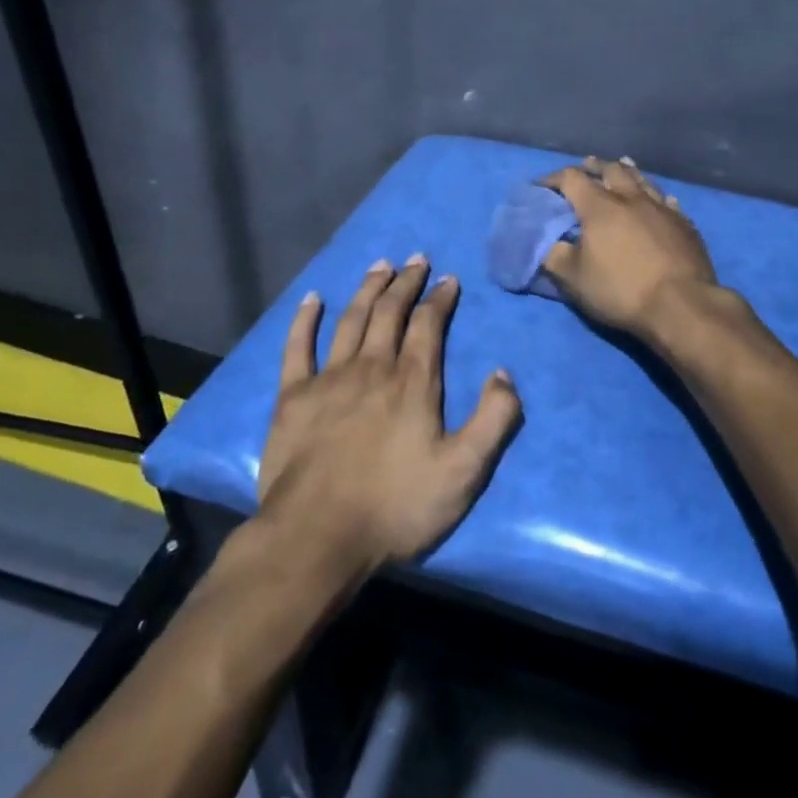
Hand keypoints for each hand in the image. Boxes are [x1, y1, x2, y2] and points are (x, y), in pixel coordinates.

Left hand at [256, 256, 522, 572]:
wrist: (317, 538)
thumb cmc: (395, 506)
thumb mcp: (463, 472)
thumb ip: (493, 419)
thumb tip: (504, 373)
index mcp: (413, 382)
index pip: (428, 324)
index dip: (440, 298)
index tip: (448, 279)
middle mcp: (372, 367)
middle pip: (390, 312)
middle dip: (405, 282)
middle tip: (415, 259)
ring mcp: (329, 379)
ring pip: (351, 319)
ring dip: (367, 289)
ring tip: (379, 266)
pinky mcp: (293, 398)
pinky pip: (298, 347)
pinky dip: (305, 320)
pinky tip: (312, 299)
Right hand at [541, 156, 718, 341]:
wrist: (681, 304)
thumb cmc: (621, 289)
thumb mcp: (574, 279)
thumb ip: (554, 256)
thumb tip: (546, 243)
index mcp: (600, 207)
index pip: (572, 179)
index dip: (553, 179)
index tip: (542, 186)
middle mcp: (631, 198)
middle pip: (611, 170)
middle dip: (595, 166)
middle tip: (586, 166)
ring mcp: (662, 209)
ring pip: (642, 180)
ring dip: (627, 171)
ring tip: (621, 166)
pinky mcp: (684, 224)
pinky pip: (667, 201)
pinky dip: (657, 196)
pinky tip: (660, 199)